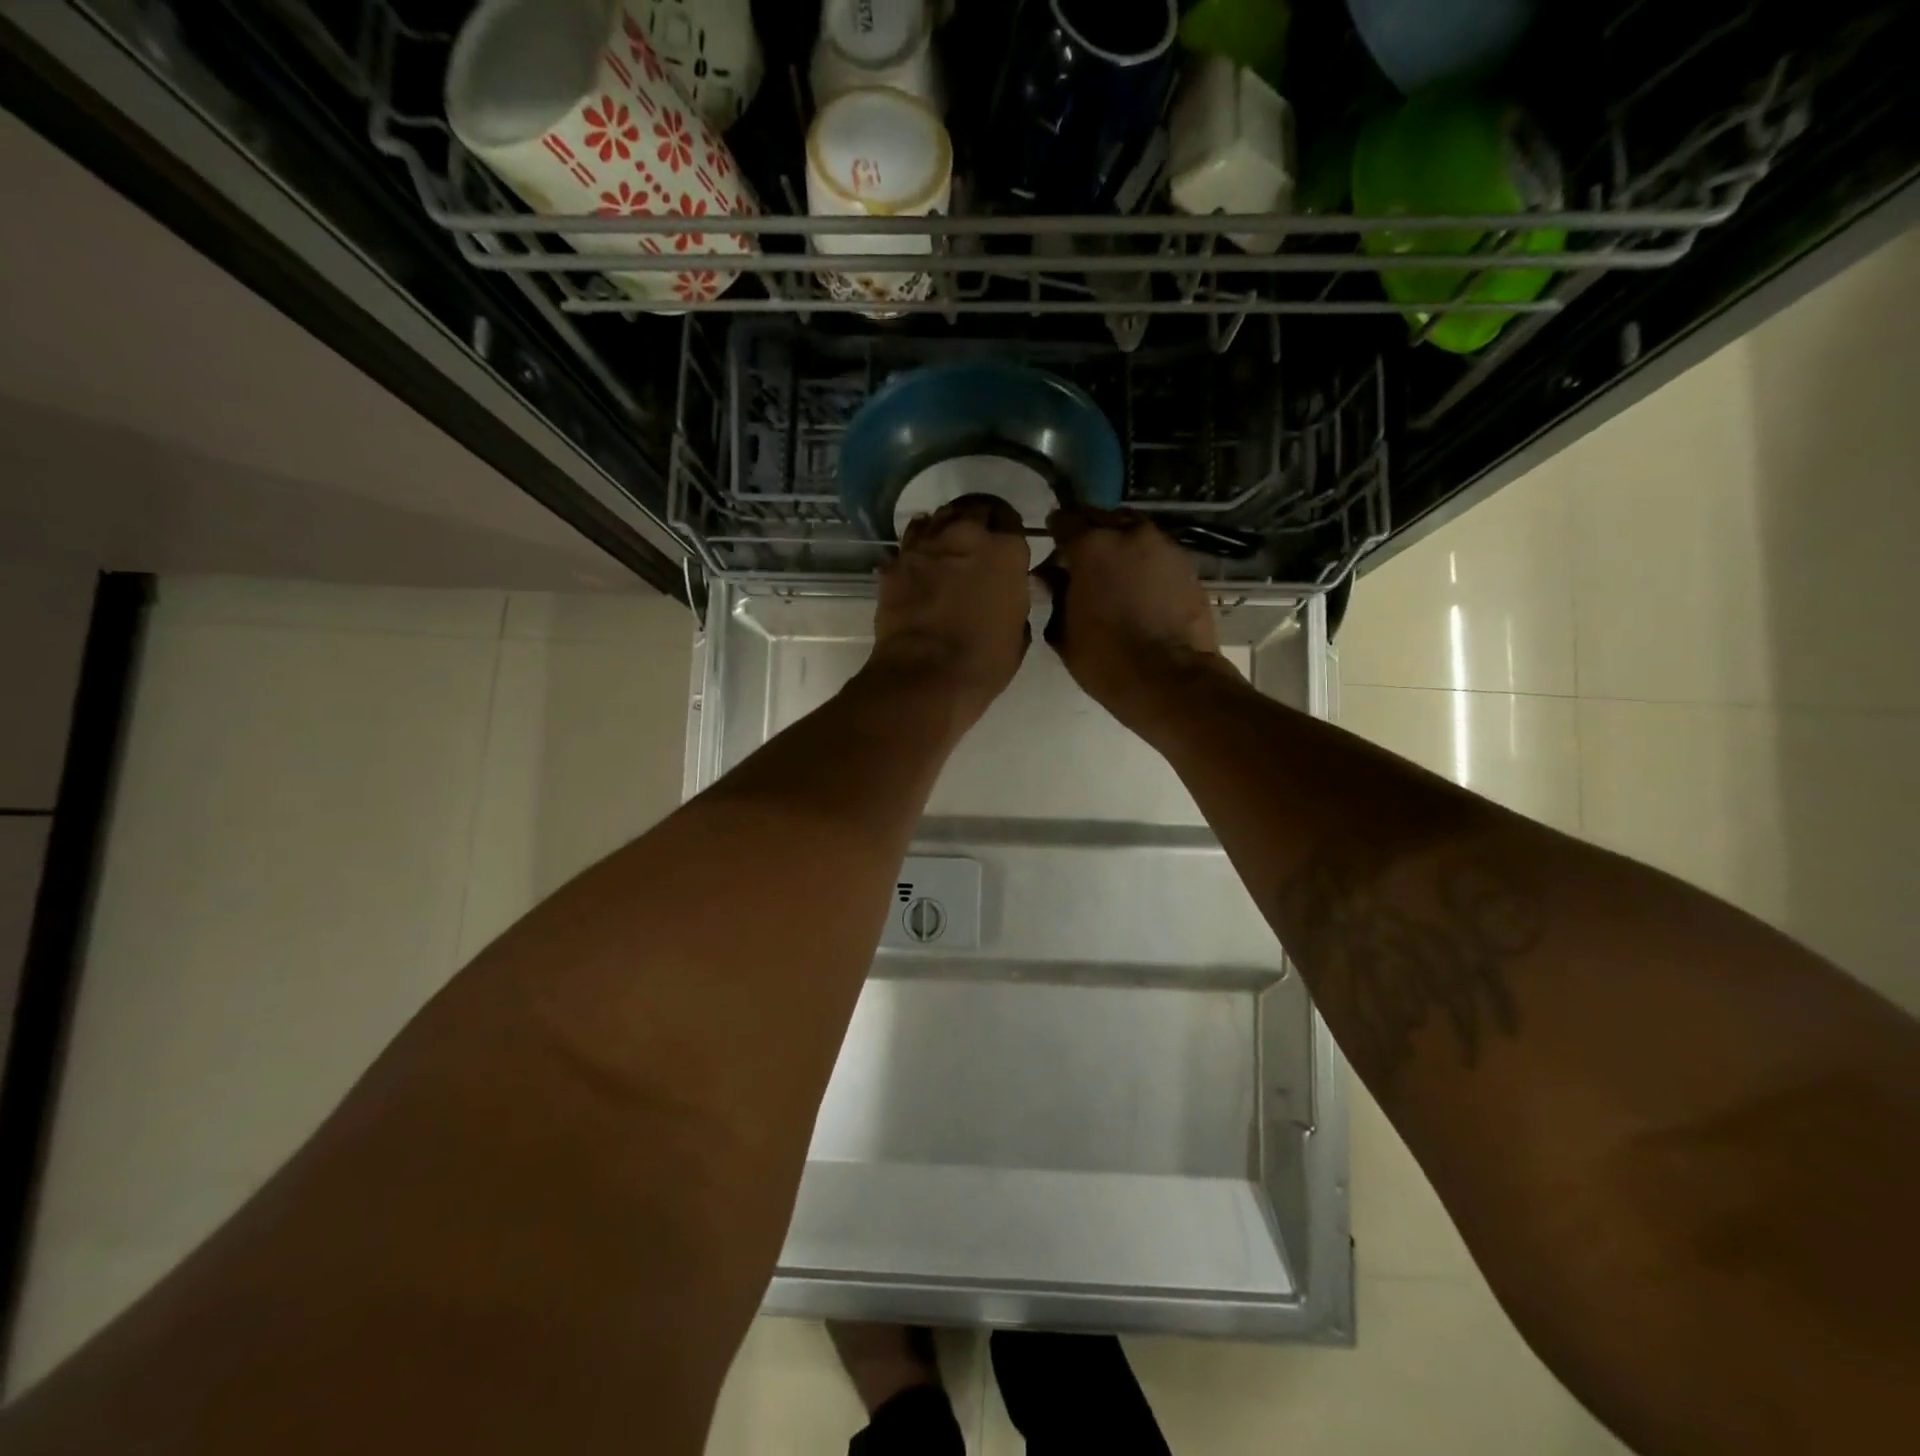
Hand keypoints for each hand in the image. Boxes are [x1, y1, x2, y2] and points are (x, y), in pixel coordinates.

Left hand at [868, 495, 1031, 724]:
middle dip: (978, 523)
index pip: (1011, 520)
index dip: (1008, 534)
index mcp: (1006, 550)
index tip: (1006, 550)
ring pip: (938, 518)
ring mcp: (926, 545)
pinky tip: (920, 566)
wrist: (924, 676)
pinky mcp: (895, 563)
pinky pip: (910, 544)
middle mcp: (967, 534)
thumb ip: (1015, 599)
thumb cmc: (983, 662)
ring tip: (947, 549)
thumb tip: (1008, 592)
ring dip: (946, 529)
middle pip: (974, 510)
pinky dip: (917, 551)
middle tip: (977, 545)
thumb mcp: (1018, 632)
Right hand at [1045, 508, 1233, 735]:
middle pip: (1101, 518)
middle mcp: (1129, 533)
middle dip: (1088, 534)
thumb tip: (1049, 577)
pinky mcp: (1187, 564)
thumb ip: (1054, 595)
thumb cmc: (1106, 659)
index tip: (1053, 552)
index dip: (1055, 534)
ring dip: (1119, 545)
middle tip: (1081, 562)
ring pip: (1133, 531)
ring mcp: (1163, 546)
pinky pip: (1156, 552)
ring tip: (1112, 575)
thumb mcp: (1063, 631)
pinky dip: (1143, 562)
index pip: (1064, 520)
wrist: (1171, 680)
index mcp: (1091, 545)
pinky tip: (1139, 588)